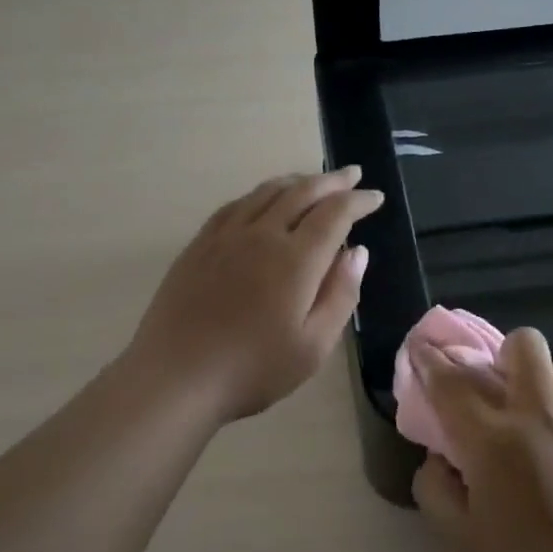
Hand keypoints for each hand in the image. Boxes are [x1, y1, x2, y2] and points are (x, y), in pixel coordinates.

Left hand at [126, 168, 382, 423]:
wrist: (176, 377)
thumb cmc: (253, 370)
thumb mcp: (313, 346)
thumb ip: (340, 294)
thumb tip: (358, 252)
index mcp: (296, 260)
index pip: (335, 214)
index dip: (359, 201)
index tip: (376, 196)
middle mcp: (262, 235)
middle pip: (302, 192)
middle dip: (332, 181)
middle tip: (352, 174)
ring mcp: (225, 236)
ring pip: (267, 192)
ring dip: (296, 181)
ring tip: (313, 181)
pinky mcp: (199, 245)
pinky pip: (235, 205)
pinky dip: (259, 194)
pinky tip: (262, 200)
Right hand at [410, 329, 552, 551]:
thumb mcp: (462, 541)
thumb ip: (437, 489)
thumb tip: (440, 458)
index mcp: (493, 439)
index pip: (451, 381)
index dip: (431, 360)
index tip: (424, 349)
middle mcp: (542, 416)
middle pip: (523, 345)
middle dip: (505, 354)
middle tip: (501, 389)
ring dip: (547, 385)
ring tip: (545, 422)